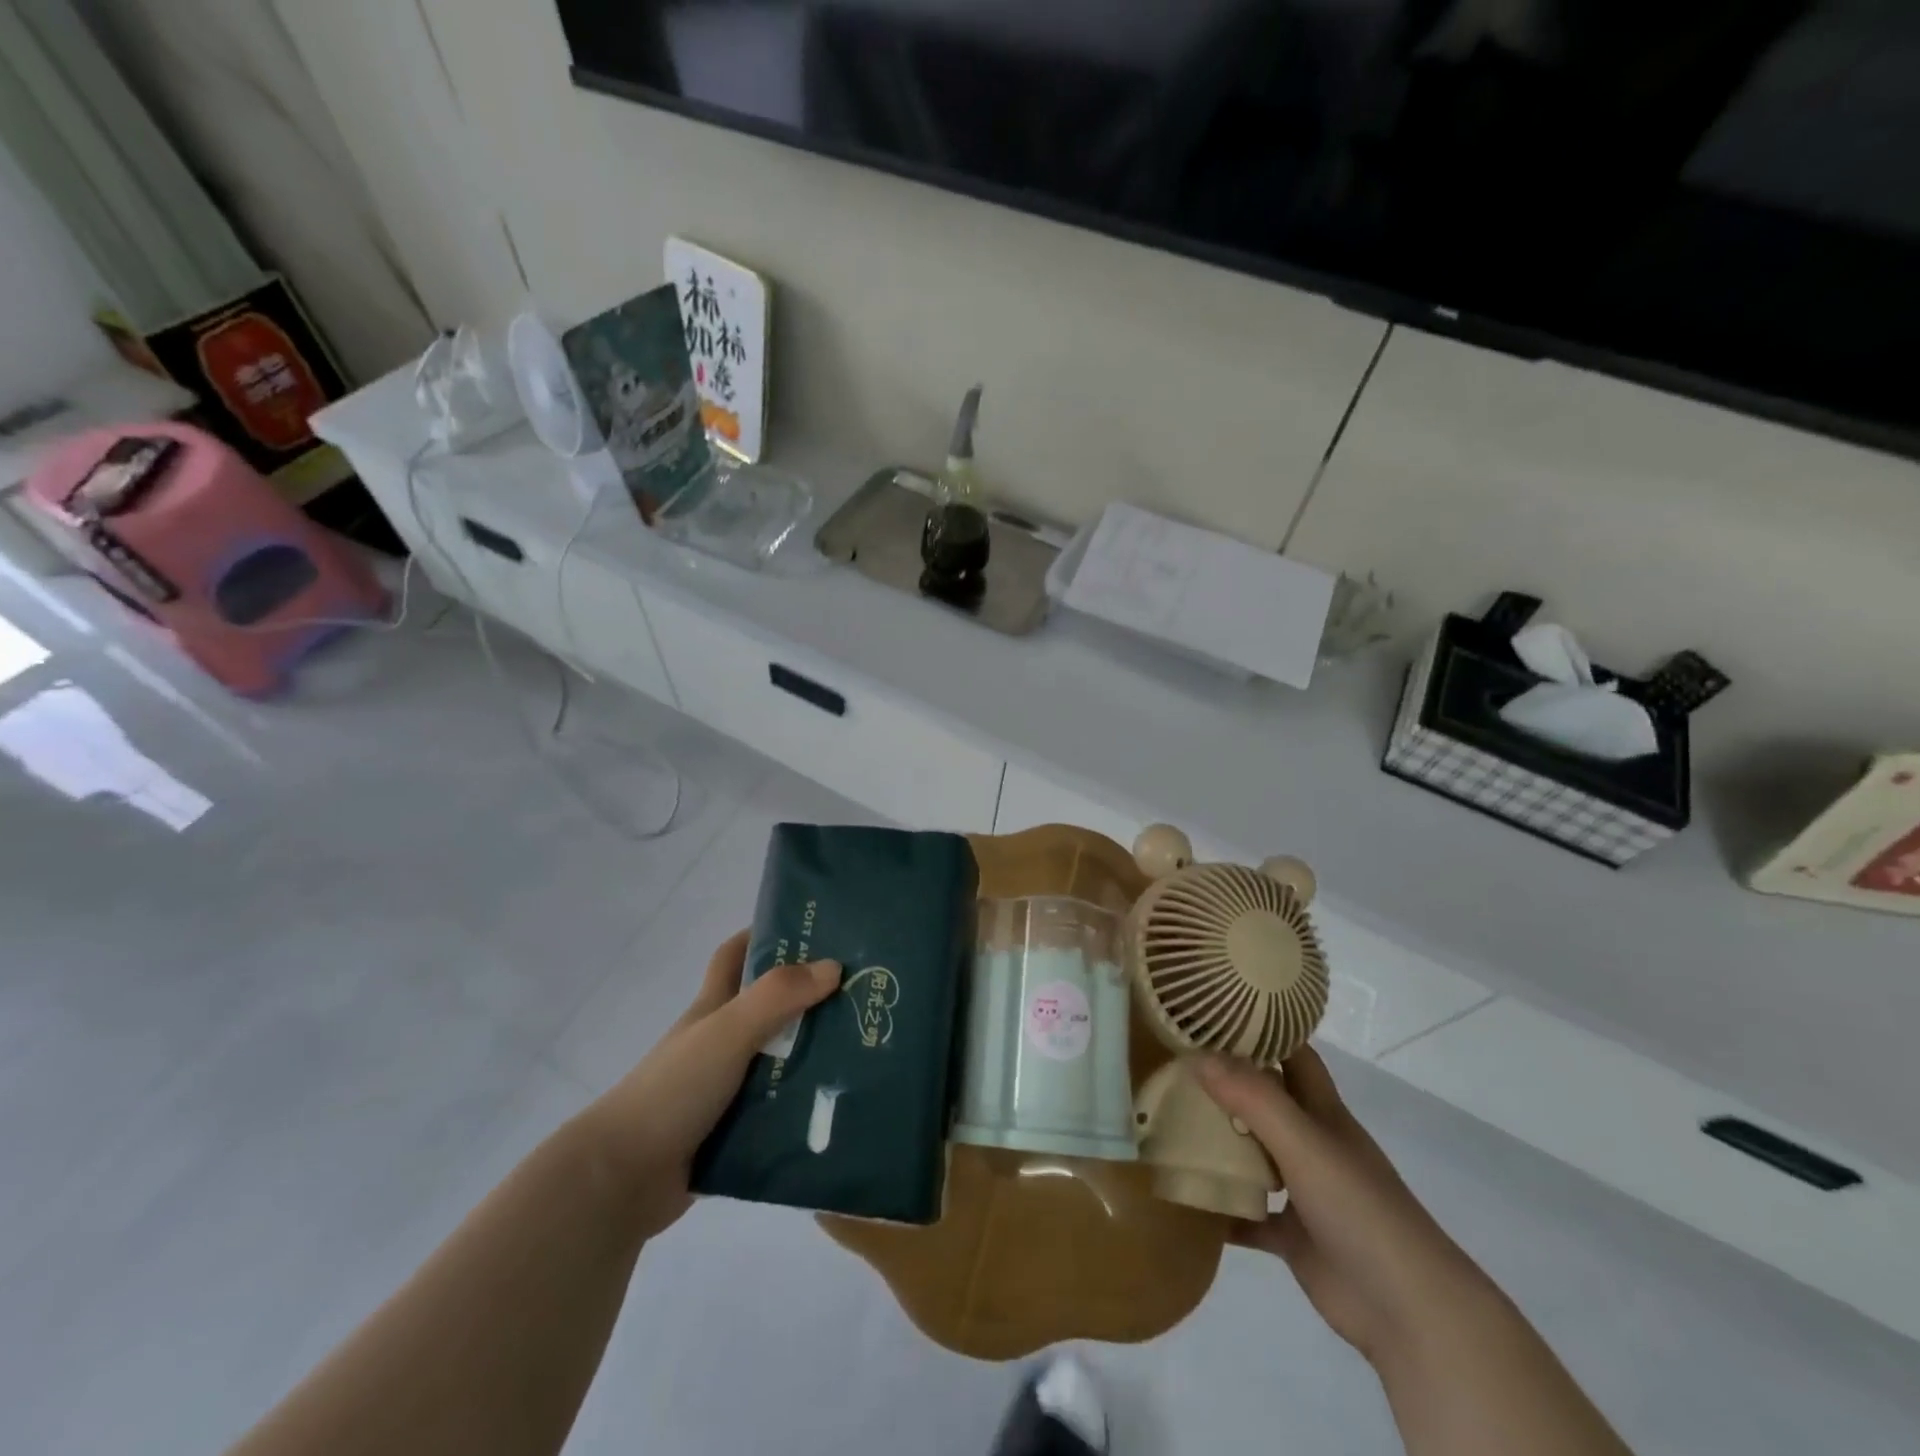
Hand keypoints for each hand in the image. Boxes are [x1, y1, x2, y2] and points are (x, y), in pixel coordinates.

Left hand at [584, 930, 840, 1240]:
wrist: (621, 1180)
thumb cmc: (674, 1089)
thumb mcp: (727, 1031)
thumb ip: (776, 997)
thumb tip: (834, 966)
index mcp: (713, 1009)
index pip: (735, 956)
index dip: (765, 935)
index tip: (812, 929)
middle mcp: (721, 1042)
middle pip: (770, 1007)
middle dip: (811, 998)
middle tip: (863, 994)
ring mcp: (727, 1087)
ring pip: (781, 1060)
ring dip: (816, 1056)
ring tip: (869, 1052)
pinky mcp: (734, 1130)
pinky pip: (780, 1109)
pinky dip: (806, 1106)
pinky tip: (843, 1105)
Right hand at [1197, 1048, 1493, 1367]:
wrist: (1408, 1312)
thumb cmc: (1360, 1210)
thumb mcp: (1304, 1143)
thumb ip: (1253, 1098)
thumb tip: (1197, 1055)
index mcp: (1323, 1113)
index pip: (1292, 1054)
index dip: (1260, 1030)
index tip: (1212, 1012)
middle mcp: (1312, 1143)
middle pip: (1265, 1099)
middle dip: (1225, 1081)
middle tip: (1172, 1063)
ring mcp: (1303, 1190)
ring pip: (1252, 1152)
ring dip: (1217, 1139)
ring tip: (1166, 1118)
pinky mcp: (1292, 1236)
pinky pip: (1246, 1212)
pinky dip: (1219, 1204)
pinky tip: (1182, 1194)